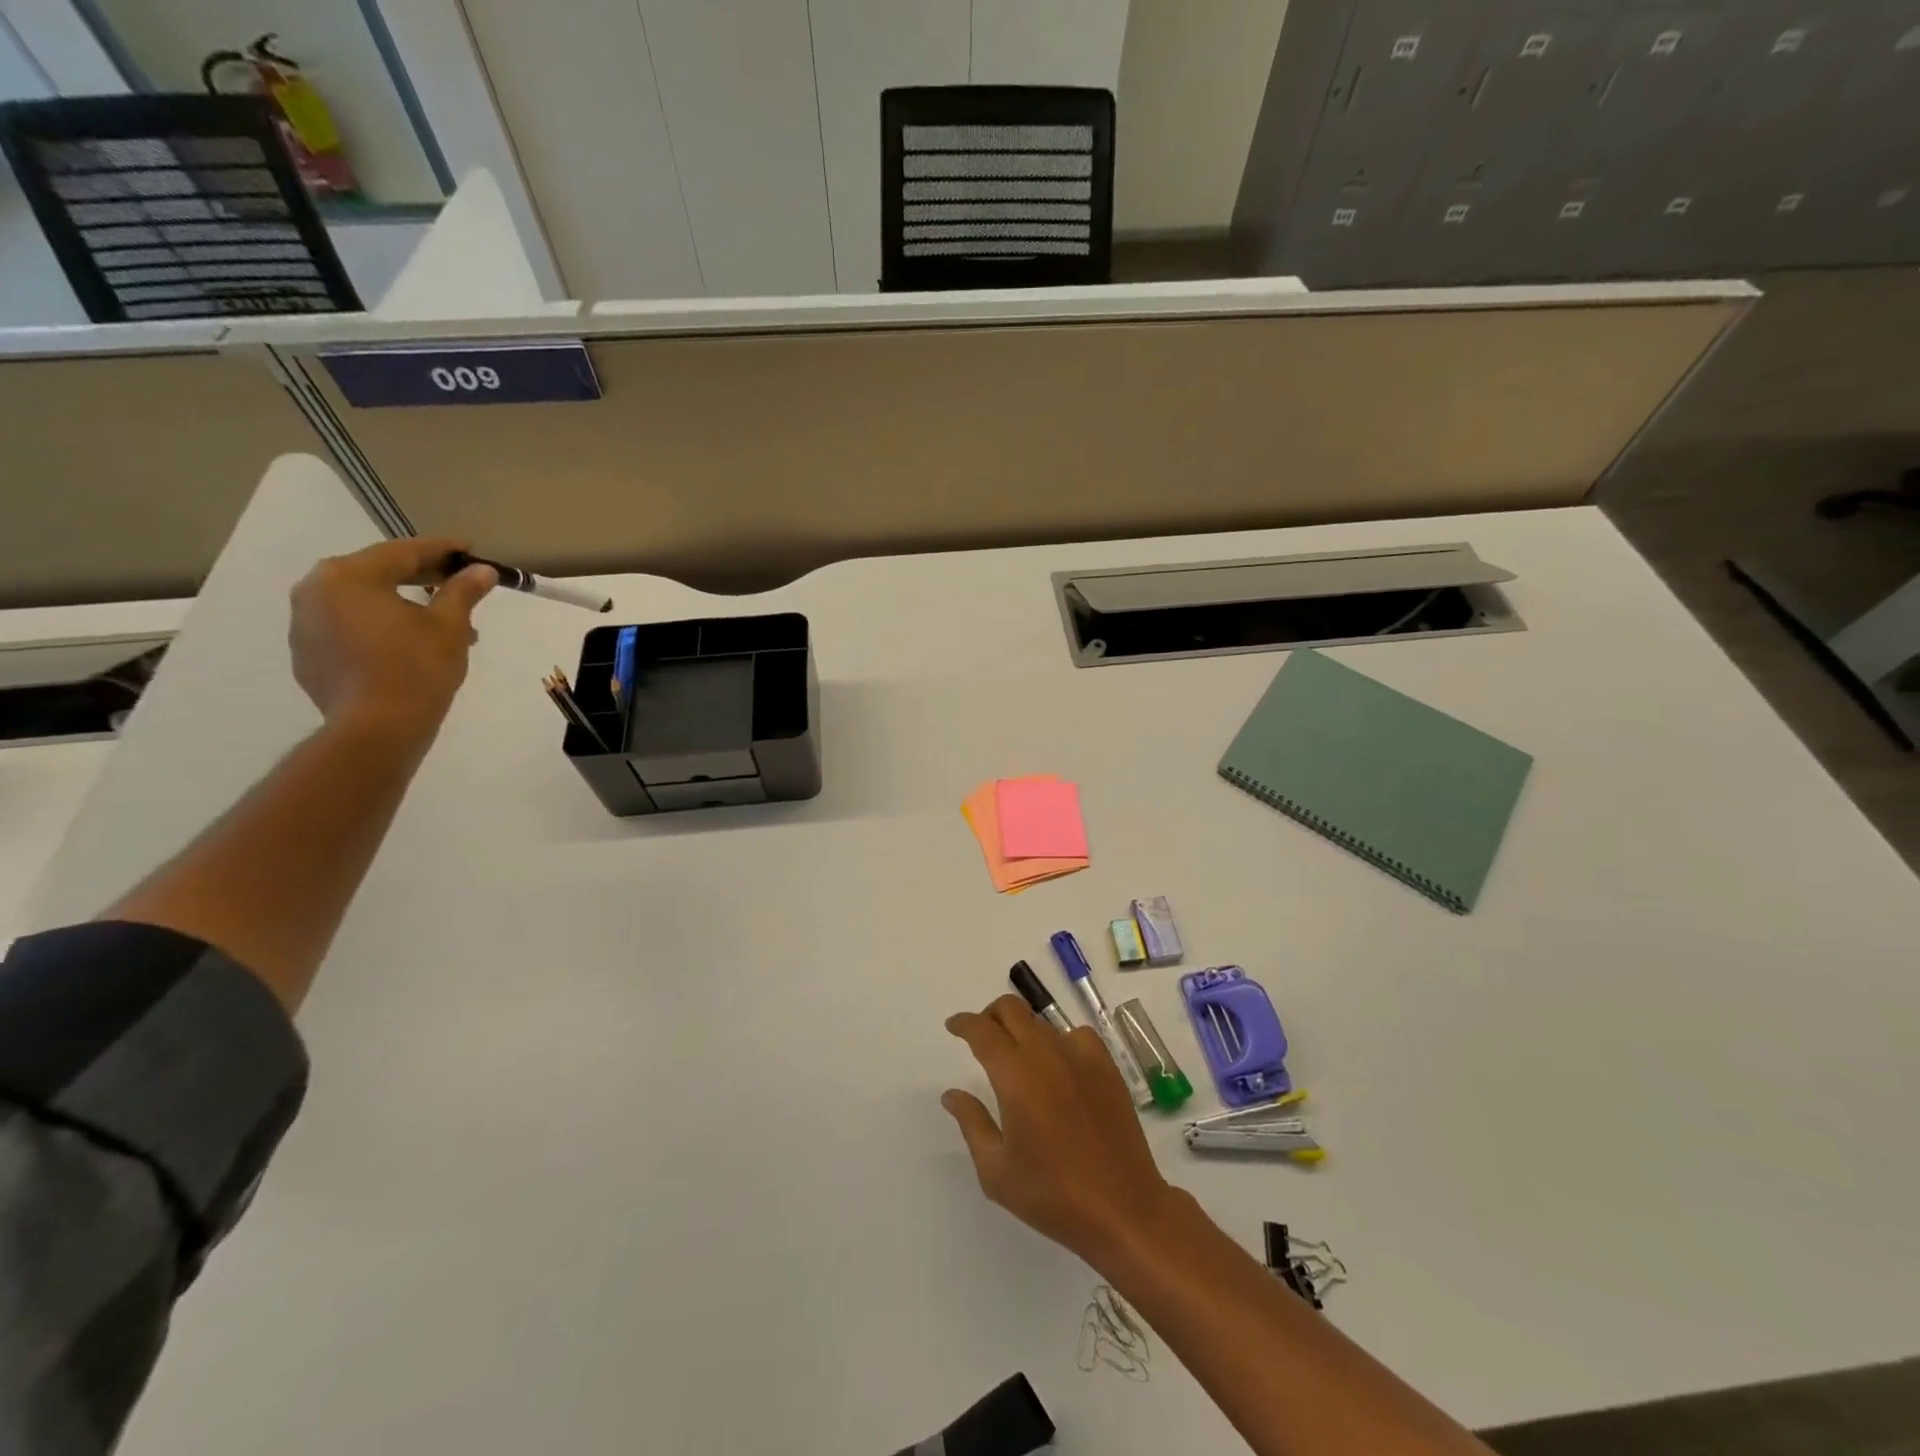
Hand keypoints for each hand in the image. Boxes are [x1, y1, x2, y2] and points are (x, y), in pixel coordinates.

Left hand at [289, 537, 496, 739]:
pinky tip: (408, 646)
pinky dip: (379, 628)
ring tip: (439, 622)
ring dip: (401, 605)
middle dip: (421, 578)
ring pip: (362, 603)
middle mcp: (315, 592)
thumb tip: (482, 571)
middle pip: (376, 574)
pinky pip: (348, 629)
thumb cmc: (417, 668)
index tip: (468, 549)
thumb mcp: (450, 625)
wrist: (377, 728)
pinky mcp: (307, 656)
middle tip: (456, 582)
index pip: (401, 552)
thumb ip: (463, 591)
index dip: (441, 550)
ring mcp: (304, 625)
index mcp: (347, 576)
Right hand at [943, 994, 1176, 1266]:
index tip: (953, 1027)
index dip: (964, 1023)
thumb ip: (971, 1123)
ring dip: (1023, 1030)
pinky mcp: (1106, 1067)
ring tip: (1019, 1058)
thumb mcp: (996, 1170)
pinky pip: (1077, 1035)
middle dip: (990, 1015)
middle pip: (1012, 1009)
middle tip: (982, 1037)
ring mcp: (1080, 1057)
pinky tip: (1060, 1065)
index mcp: (1015, 1076)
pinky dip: (1060, 1040)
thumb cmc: (1052, 1195)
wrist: (1123, 1209)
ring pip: (1042, 1022)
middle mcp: (1046, 1054)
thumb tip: (952, 1094)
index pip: (982, 1031)